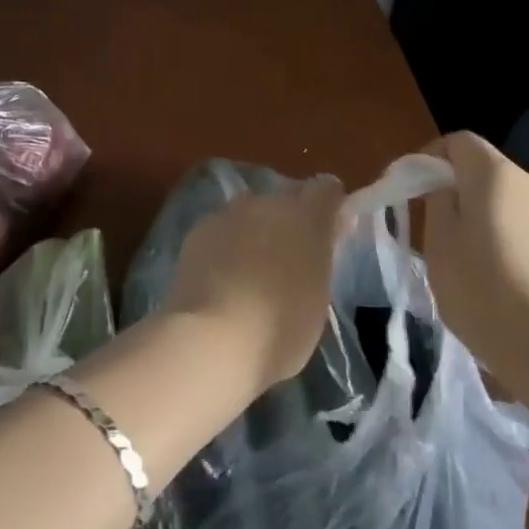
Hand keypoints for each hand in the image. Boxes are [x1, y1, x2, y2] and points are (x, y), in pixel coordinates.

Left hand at [166, 176, 345, 390]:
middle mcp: (267, 204)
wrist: (213, 338)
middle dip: (289, 220)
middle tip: (289, 258)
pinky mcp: (197, 232)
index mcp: (306, 218)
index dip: (329, 205)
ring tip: (250, 270)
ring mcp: (228, 215)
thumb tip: (321, 239)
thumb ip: (320, 259)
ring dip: (254, 230)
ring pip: (248, 213)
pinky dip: (224, 246)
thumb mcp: (318, 297)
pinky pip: (220, 230)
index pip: (326, 190)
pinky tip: (219, 277)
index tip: (331, 230)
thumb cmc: (281, 329)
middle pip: (284, 199)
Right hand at [420, 132, 528, 404]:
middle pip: (485, 172)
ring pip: (508, 203)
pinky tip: (505, 285)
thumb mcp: (440, 246)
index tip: (413, 190)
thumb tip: (443, 185)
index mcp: (495, 176)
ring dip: (484, 220)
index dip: (430, 157)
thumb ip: (437, 203)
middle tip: (436, 234)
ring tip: (470, 266)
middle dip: (457, 193)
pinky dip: (511, 243)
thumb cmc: (487, 293)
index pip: (459, 141)